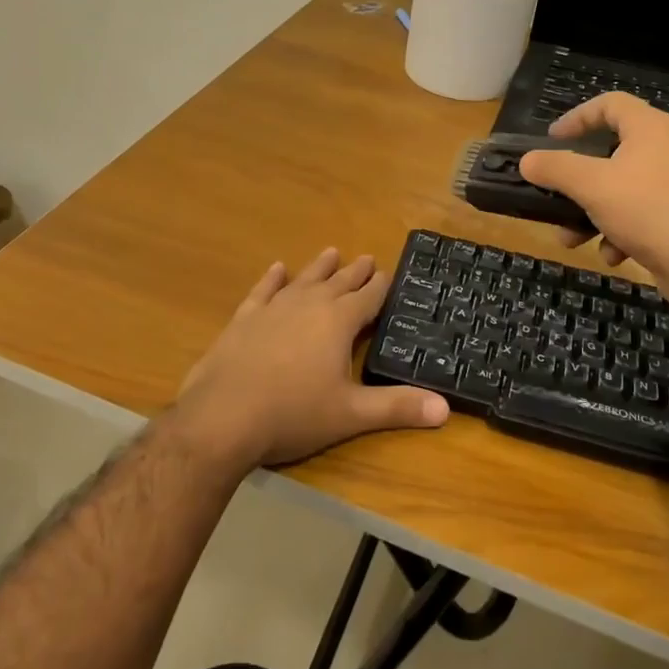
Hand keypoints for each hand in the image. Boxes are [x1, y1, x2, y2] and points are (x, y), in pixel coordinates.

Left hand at [175, 248, 448, 469]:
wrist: (223, 416)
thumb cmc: (294, 414)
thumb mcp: (352, 414)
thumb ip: (397, 407)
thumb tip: (444, 408)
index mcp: (339, 321)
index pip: (368, 297)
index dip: (381, 286)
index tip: (390, 273)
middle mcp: (309, 305)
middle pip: (339, 282)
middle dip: (355, 272)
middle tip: (367, 258)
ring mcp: (274, 308)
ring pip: (304, 279)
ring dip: (320, 267)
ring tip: (331, 252)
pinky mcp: (245, 318)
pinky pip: (264, 290)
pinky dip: (272, 279)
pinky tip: (277, 269)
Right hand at [518, 91, 668, 284]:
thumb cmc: (649, 211)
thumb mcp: (592, 186)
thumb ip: (555, 169)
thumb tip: (527, 160)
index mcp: (648, 129)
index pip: (609, 104)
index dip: (577, 117)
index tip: (551, 140)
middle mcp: (664, 149)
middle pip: (609, 153)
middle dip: (576, 182)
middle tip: (555, 194)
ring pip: (618, 190)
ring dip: (589, 213)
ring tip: (572, 239)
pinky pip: (637, 215)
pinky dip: (618, 232)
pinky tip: (612, 254)